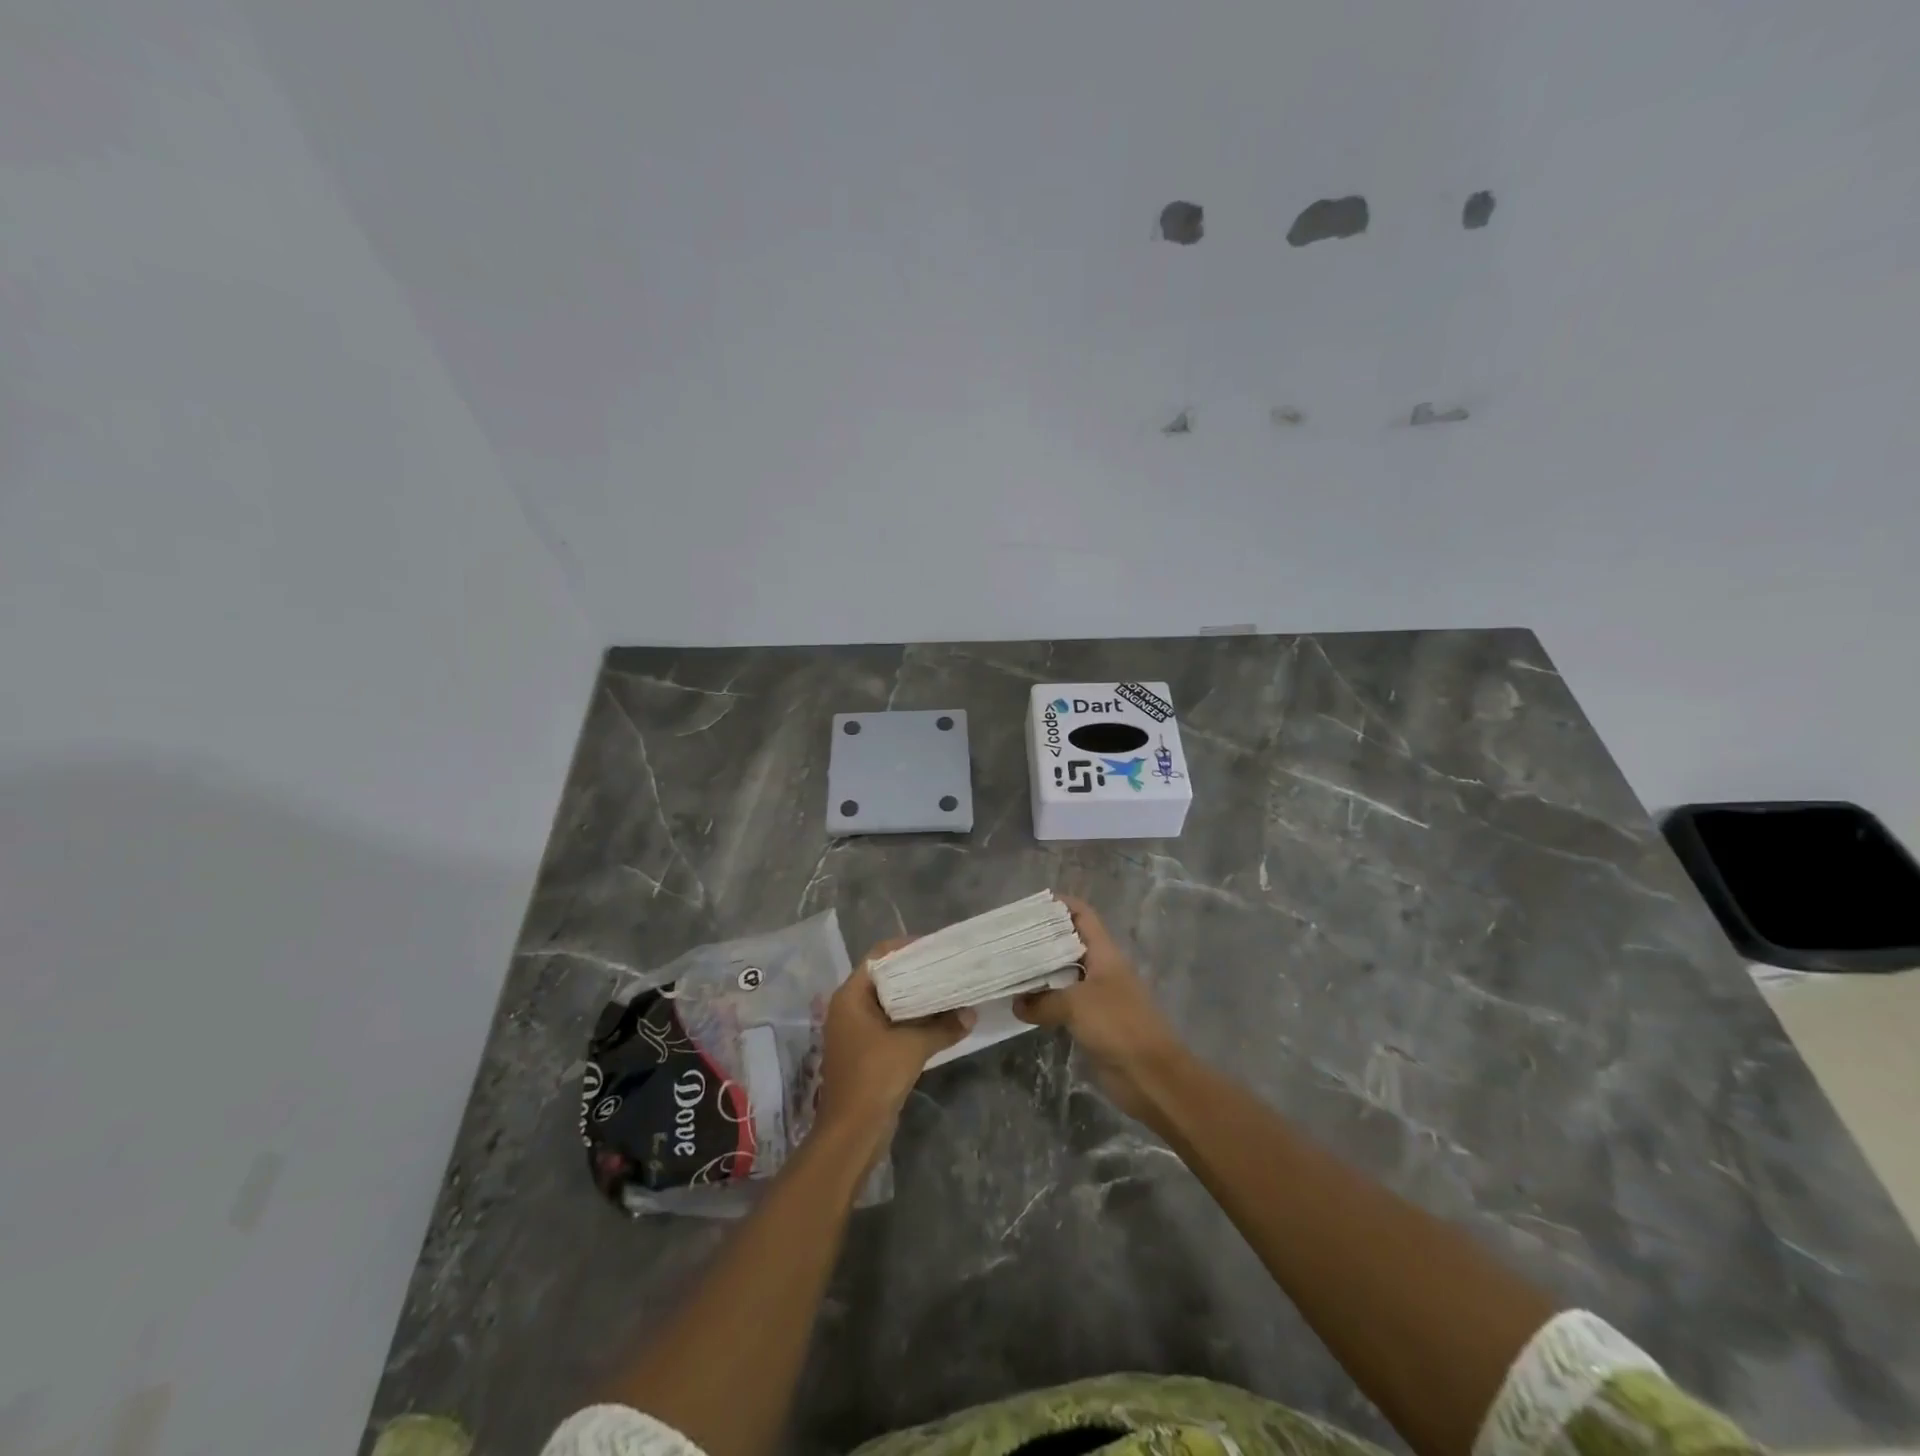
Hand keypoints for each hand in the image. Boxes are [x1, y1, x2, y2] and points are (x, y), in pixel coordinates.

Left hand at [815, 940, 972, 1144]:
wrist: (852, 1133)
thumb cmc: (874, 1077)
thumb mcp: (913, 1047)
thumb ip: (943, 1027)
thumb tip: (971, 1014)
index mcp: (850, 997)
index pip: (878, 957)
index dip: (905, 948)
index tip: (935, 947)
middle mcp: (849, 1008)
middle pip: (884, 978)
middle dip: (915, 973)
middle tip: (946, 967)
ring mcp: (855, 1031)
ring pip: (889, 1003)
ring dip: (915, 998)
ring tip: (947, 989)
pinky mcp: (866, 1051)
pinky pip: (890, 1024)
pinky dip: (911, 1019)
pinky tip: (938, 1020)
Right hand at [1014, 896, 1185, 1121]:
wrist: (1151, 1076)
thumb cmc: (1118, 1025)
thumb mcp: (1076, 1004)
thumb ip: (1043, 1001)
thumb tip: (1017, 1003)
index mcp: (1104, 953)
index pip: (1082, 915)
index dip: (1060, 905)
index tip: (1030, 905)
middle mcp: (1101, 969)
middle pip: (1069, 944)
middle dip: (1041, 939)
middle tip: (1008, 938)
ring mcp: (1097, 997)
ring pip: (1064, 976)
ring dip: (1040, 973)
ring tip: (1008, 968)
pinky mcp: (1093, 1024)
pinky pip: (1063, 1005)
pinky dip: (1045, 1003)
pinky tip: (1022, 1005)